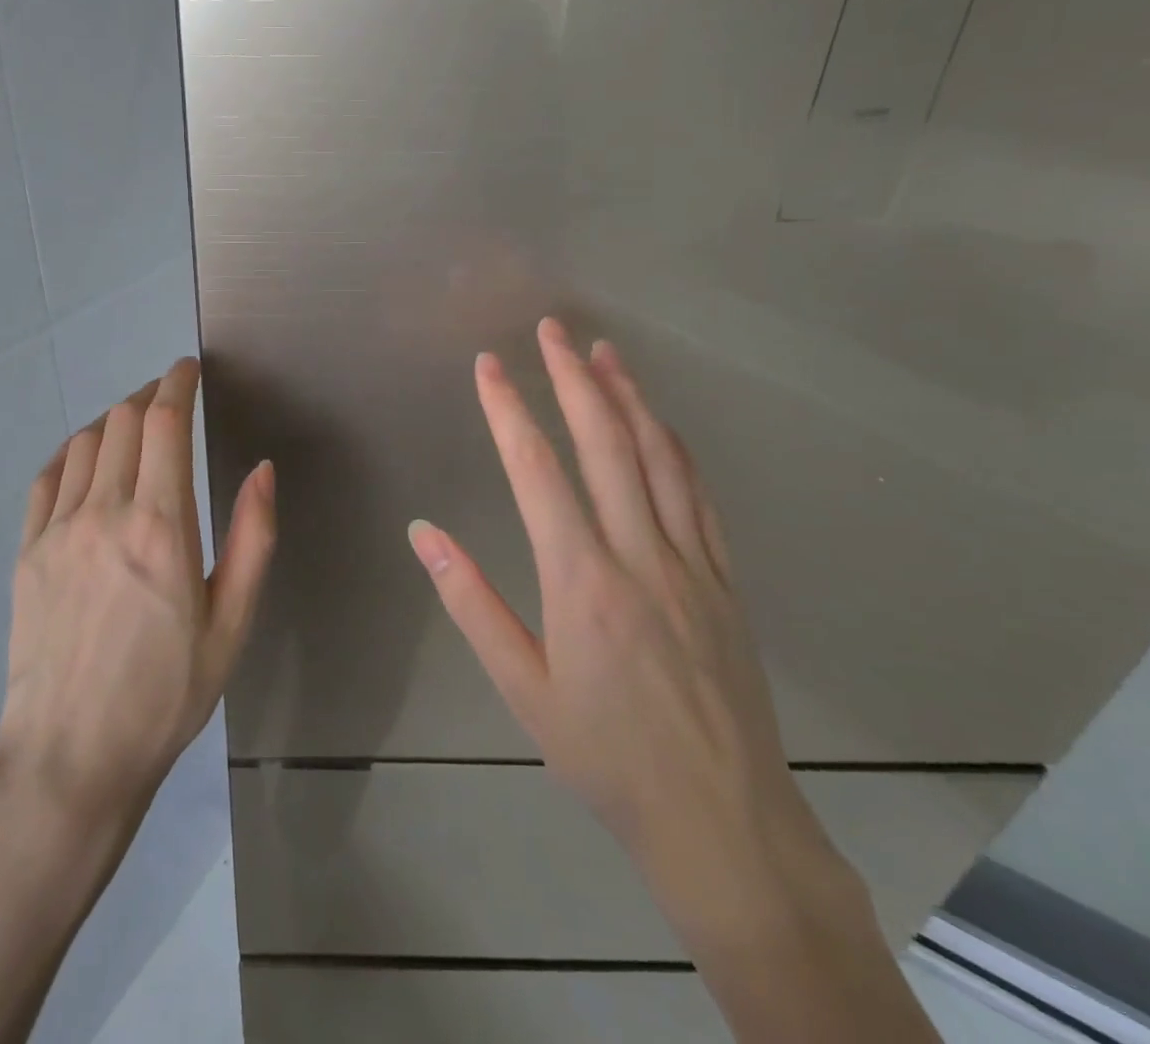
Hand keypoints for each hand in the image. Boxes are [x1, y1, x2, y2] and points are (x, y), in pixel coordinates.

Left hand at [0, 357, 276, 830]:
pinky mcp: (27, 553)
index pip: (165, 423)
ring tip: (136, 424)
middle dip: (150, 395)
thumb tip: (261, 468)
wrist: (71, 758)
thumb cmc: (167, 694)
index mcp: (161, 527)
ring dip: (114, 419)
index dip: (177, 384)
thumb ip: (252, 537)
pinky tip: (88, 459)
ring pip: (85, 442)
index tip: (189, 368)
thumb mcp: (232, 623)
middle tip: (171, 398)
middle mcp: (104, 513)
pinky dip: (73, 452)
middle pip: (123, 421)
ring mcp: (57, 531)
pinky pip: (48, 477)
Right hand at [408, 319, 848, 943]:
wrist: (722, 819)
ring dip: (628, 396)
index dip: (509, 410)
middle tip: (552, 329)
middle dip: (573, 378)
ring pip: (659, 457)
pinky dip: (674, 446)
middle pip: (605, 444)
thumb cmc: (606, 755)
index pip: (537, 470)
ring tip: (603, 351)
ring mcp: (691, 562)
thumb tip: (424, 533)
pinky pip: (699, 495)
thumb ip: (471, 603)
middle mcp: (639, 555)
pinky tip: (659, 421)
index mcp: (581, 581)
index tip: (489, 365)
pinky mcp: (725, 579)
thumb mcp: (522, 688)